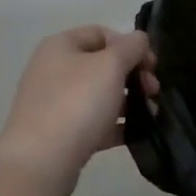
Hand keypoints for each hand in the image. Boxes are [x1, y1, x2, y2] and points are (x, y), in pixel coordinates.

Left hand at [0, 26, 158, 194]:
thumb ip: (131, 46)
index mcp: (60, 46)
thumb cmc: (77, 103)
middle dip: (133, 75)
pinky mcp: (60, 133)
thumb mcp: (111, 65)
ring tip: (150, 114)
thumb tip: (139, 39)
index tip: (151, 66)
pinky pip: (94, 122)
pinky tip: (136, 133)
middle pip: (103, 65)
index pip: (102, 33)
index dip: (130, 45)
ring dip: (129, 101)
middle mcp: (53, 70)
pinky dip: (116, 125)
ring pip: (100, 95)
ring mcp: (55, 103)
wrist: (41, 162)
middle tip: (153, 91)